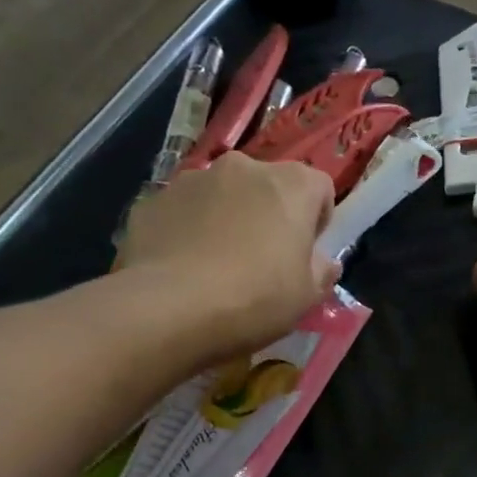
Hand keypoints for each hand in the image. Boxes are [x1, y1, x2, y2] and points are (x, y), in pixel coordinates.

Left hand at [118, 154, 339, 356]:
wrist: (168, 308)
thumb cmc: (255, 298)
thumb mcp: (306, 297)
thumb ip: (321, 271)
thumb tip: (322, 262)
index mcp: (291, 185)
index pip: (319, 187)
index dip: (317, 220)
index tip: (305, 253)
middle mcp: (243, 167)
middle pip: (268, 186)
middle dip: (269, 215)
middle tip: (262, 261)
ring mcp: (193, 179)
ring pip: (223, 196)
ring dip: (227, 219)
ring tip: (217, 267)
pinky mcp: (153, 199)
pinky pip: (183, 212)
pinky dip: (188, 231)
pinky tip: (184, 269)